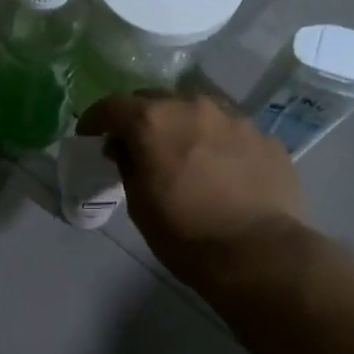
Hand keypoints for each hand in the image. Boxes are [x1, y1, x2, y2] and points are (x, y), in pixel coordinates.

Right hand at [76, 92, 306, 286]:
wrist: (257, 253)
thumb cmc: (184, 233)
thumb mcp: (139, 204)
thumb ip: (128, 165)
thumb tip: (125, 148)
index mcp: (154, 121)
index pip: (112, 107)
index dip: (95, 120)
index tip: (89, 135)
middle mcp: (193, 107)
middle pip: (155, 99)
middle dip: (140, 118)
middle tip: (136, 144)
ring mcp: (234, 118)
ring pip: (196, 110)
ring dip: (181, 125)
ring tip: (181, 152)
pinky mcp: (264, 136)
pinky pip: (229, 130)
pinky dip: (216, 142)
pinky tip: (219, 169)